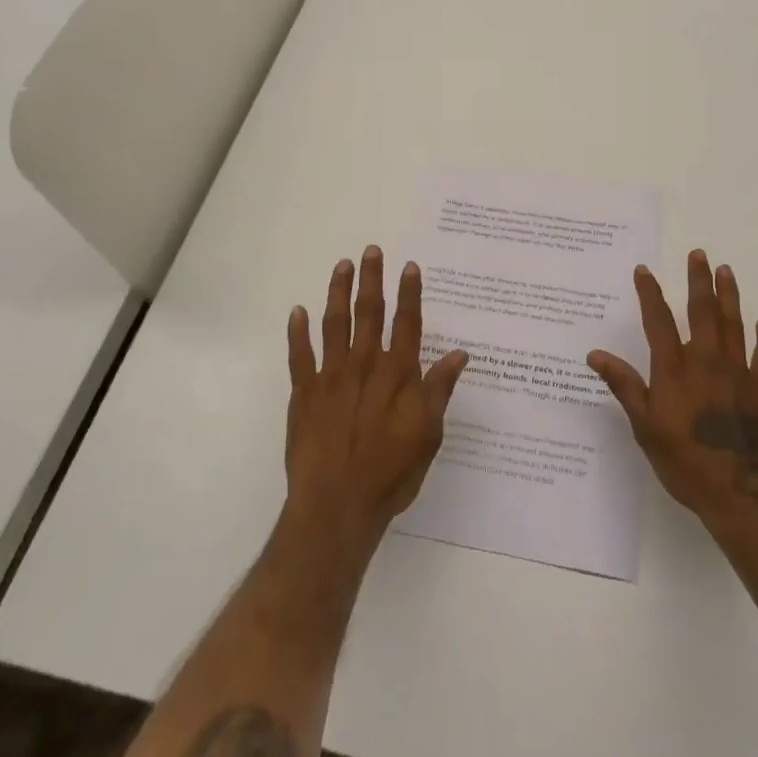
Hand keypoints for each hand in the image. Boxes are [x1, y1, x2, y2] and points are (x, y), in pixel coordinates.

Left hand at [282, 246, 469, 554]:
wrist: (336, 506)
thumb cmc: (391, 472)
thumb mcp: (428, 434)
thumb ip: (439, 390)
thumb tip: (460, 354)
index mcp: (398, 374)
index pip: (407, 323)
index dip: (410, 293)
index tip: (409, 266)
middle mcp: (365, 365)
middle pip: (370, 313)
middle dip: (372, 280)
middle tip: (372, 250)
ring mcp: (331, 376)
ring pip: (335, 324)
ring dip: (338, 292)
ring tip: (342, 266)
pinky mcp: (304, 393)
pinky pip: (299, 355)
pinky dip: (297, 332)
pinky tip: (297, 311)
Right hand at [588, 250, 757, 542]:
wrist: (745, 496)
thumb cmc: (688, 465)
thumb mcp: (646, 429)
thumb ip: (625, 387)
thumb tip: (595, 354)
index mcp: (675, 370)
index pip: (659, 321)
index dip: (650, 294)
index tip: (644, 270)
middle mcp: (707, 362)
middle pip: (702, 311)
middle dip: (697, 280)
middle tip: (698, 254)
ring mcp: (739, 373)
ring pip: (733, 324)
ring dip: (729, 295)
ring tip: (726, 270)